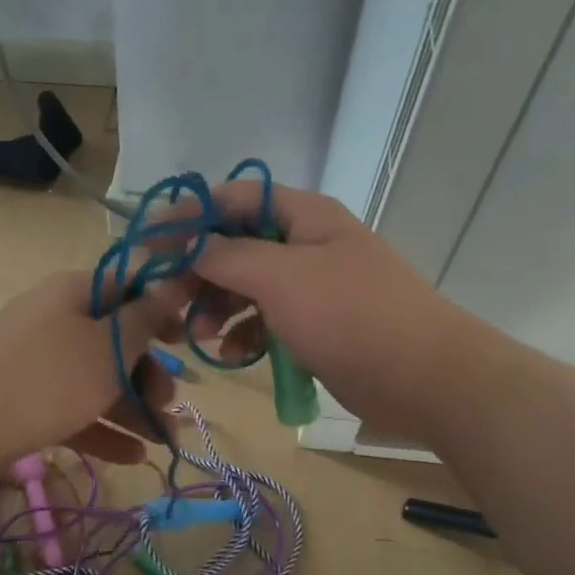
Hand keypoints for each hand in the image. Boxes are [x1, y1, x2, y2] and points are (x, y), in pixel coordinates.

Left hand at [0, 270, 191, 465]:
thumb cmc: (49, 377)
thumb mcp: (110, 346)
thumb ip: (145, 319)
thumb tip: (172, 285)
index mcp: (74, 294)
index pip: (127, 289)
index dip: (160, 311)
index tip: (185, 341)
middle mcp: (56, 322)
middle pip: (115, 342)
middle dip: (149, 374)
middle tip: (170, 402)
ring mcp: (38, 364)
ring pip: (97, 381)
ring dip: (134, 409)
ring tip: (165, 439)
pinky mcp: (27, 403)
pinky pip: (75, 410)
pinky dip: (104, 430)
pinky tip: (134, 456)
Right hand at [186, 181, 479, 439]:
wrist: (424, 377)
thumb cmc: (350, 316)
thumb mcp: (281, 278)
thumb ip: (228, 256)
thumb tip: (190, 242)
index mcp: (304, 215)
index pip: (235, 197)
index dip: (191, 214)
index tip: (150, 242)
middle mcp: (307, 243)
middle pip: (237, 244)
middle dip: (200, 271)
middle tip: (168, 302)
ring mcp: (313, 286)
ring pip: (249, 286)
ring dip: (218, 308)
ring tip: (199, 338)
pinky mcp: (317, 325)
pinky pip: (268, 320)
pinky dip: (246, 334)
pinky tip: (233, 356)